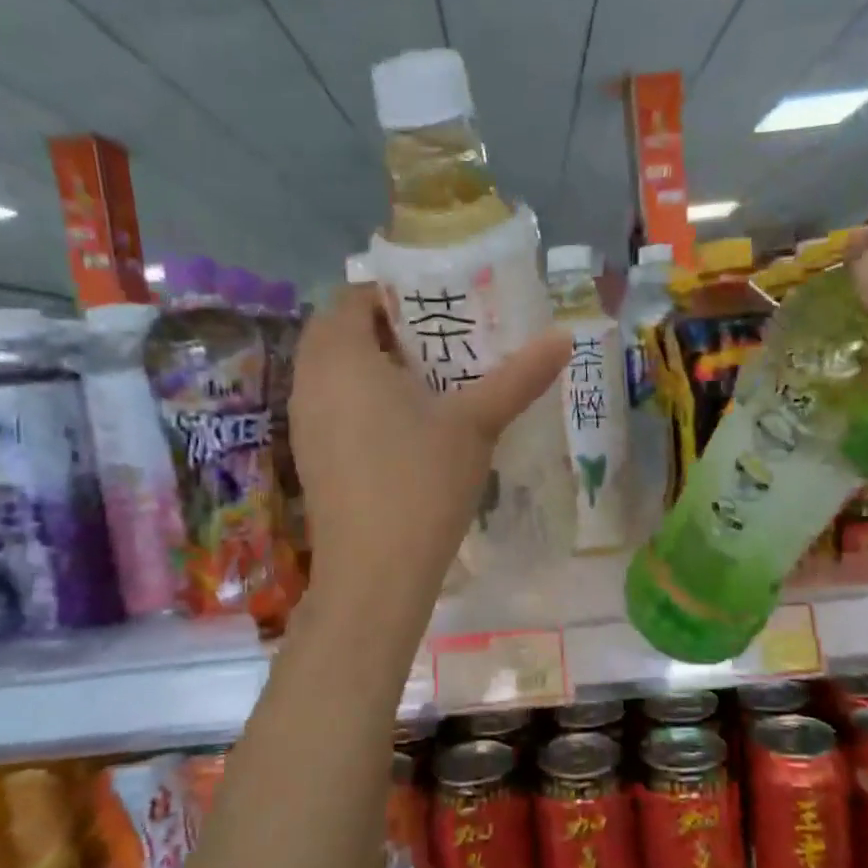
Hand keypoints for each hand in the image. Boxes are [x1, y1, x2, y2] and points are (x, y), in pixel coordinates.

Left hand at [289, 285, 568, 613]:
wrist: (374, 574)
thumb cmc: (421, 484)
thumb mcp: (476, 424)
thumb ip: (519, 377)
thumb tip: (564, 337)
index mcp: (340, 355)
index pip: (353, 295)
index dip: (394, 294)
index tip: (440, 308)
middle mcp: (309, 379)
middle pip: (340, 332)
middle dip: (387, 329)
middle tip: (441, 342)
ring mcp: (304, 422)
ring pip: (335, 372)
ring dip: (374, 366)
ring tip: (429, 382)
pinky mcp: (310, 457)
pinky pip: (332, 406)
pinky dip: (361, 400)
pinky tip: (405, 428)